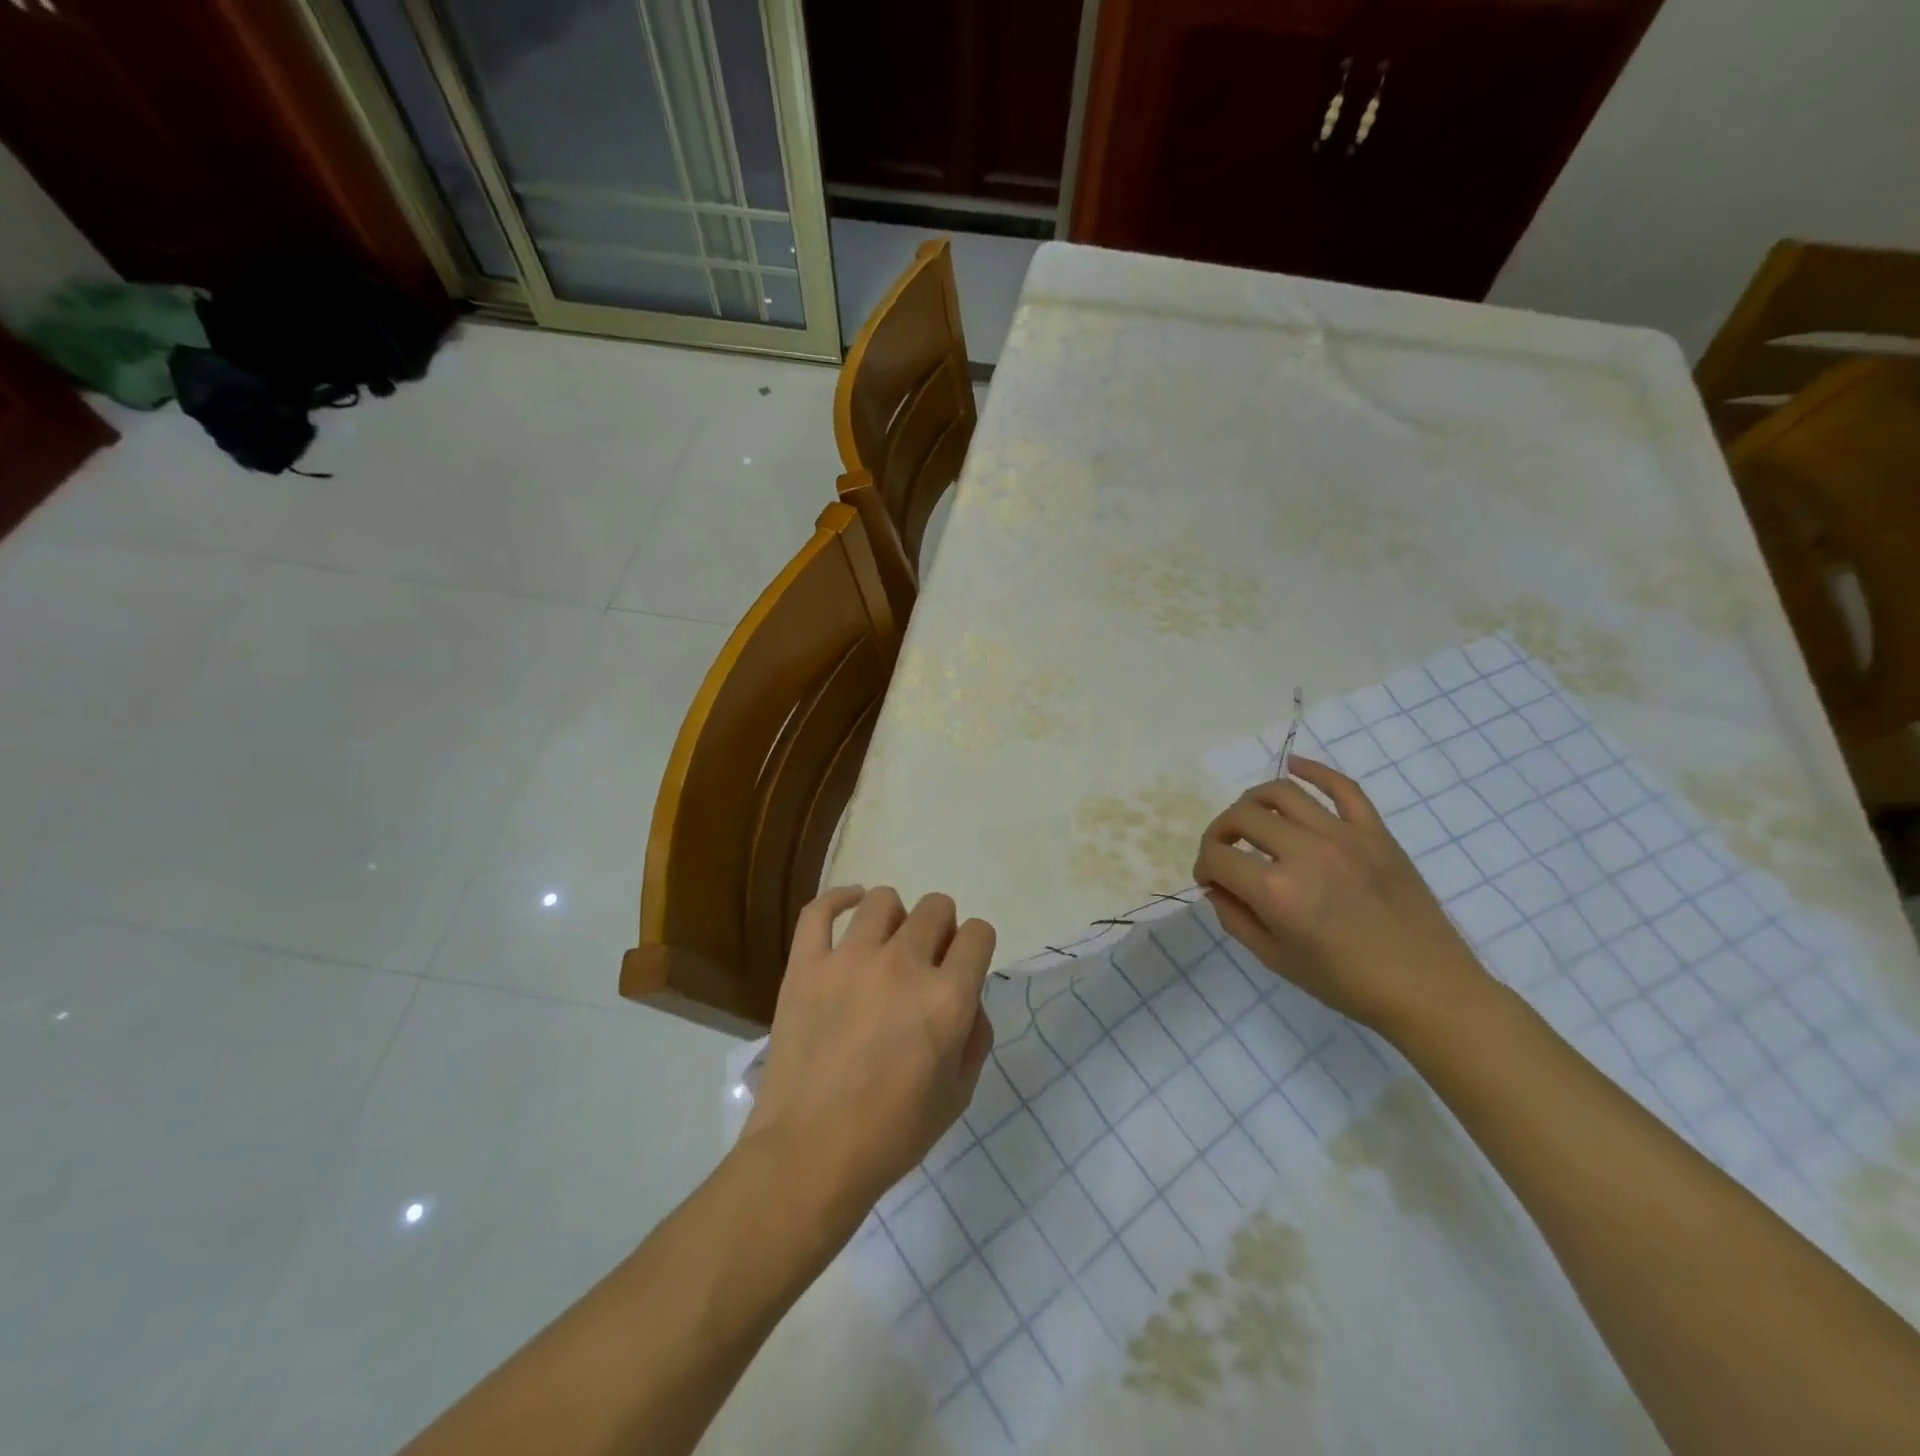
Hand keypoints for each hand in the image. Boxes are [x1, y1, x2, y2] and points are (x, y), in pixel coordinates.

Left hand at [742, 886, 995, 1225]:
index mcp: (947, 997)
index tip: (963, 966)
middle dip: (941, 929)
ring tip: (885, 945)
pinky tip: (849, 907)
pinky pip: (820, 909)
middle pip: (936, 907)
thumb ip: (975, 1035)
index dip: (976, 947)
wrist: (810, 1154)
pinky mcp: (807, 965)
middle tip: (925, 962)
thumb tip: (967, 997)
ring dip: (895, 918)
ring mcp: (850, 959)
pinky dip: (838, 899)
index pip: (979, 933)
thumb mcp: (959, 1094)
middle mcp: (904, 964)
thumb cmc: (892, 1133)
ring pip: (883, 899)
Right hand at [1193, 757, 1492, 1040]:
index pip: (1218, 857)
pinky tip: (1294, 765)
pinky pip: (1342, 787)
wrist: (1429, 989)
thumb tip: (1217, 885)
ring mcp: (1343, 836)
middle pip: (1242, 816)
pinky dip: (1314, 770)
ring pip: (1282, 793)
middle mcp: (1305, 853)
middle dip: (1220, 831)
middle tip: (1224, 851)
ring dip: (1253, 801)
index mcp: (1276, 891)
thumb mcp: (1276, 960)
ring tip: (1251, 818)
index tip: (1209, 880)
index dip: (1203, 866)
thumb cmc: (1347, 983)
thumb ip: (1236, 917)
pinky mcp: (1375, 832)